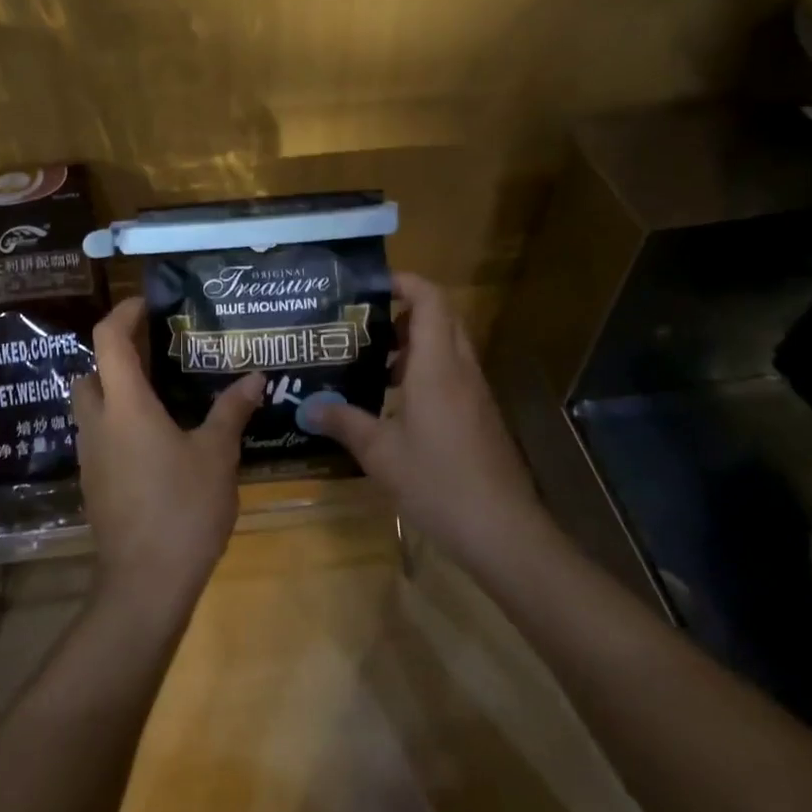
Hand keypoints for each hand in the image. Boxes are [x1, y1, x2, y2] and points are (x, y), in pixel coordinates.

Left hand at [73, 295, 264, 617]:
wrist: (144, 585)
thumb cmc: (182, 509)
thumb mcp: (217, 455)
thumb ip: (232, 411)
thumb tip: (255, 377)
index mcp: (125, 405)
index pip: (108, 339)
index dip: (123, 313)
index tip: (147, 303)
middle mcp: (98, 423)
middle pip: (91, 371)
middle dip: (116, 353)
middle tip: (157, 350)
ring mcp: (90, 456)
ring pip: (92, 405)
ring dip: (117, 389)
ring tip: (163, 391)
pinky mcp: (94, 483)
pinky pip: (100, 436)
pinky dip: (120, 422)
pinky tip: (157, 438)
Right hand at [306, 272, 543, 570]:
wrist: (501, 529)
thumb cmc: (437, 481)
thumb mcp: (380, 453)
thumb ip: (344, 422)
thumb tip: (310, 406)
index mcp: (436, 366)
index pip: (430, 300)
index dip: (405, 282)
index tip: (371, 285)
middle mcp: (460, 369)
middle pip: (441, 317)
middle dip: (405, 312)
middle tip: (365, 325)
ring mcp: (475, 393)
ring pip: (448, 346)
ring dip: (414, 344)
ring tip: (374, 363)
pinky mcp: (480, 415)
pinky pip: (452, 373)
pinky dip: (425, 371)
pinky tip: (396, 403)